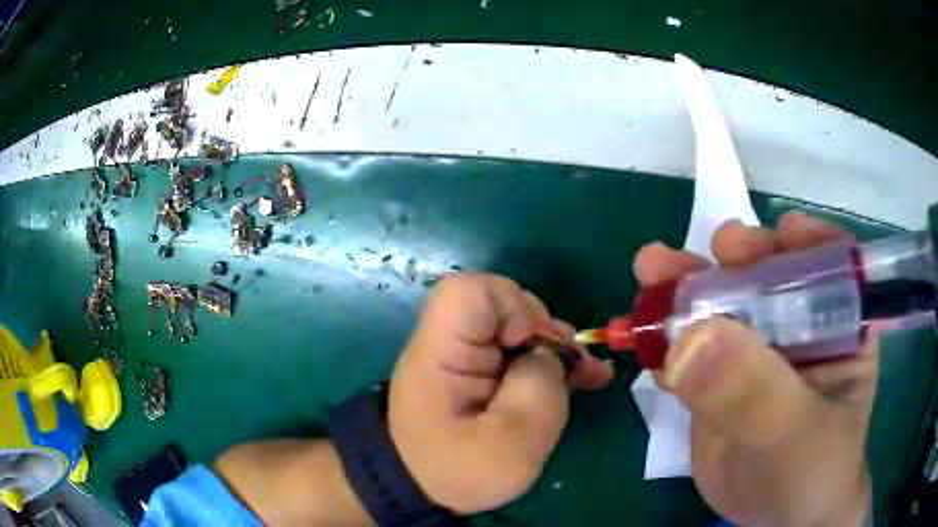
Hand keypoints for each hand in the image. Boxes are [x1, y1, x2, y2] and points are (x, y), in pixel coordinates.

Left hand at [388, 273, 614, 513]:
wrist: (425, 488)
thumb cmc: (459, 472)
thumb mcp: (510, 446)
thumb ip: (538, 390)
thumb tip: (548, 356)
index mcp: (441, 353)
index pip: (469, 292)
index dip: (511, 306)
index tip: (531, 346)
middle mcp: (452, 343)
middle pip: (502, 305)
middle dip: (545, 332)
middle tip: (571, 366)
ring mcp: (467, 356)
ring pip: (519, 329)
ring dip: (556, 349)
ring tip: (588, 374)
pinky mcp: (481, 372)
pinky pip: (520, 352)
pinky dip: (552, 363)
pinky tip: (586, 377)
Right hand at [635, 212, 874, 526]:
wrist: (775, 521)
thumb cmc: (812, 473)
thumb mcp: (795, 435)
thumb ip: (755, 391)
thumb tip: (691, 338)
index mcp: (839, 324)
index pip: (831, 263)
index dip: (807, 242)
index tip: (780, 234)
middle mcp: (800, 327)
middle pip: (768, 275)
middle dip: (735, 258)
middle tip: (705, 251)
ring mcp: (756, 353)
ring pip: (722, 307)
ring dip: (687, 290)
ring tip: (651, 272)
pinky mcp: (721, 381)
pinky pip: (693, 351)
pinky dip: (667, 342)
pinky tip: (644, 340)